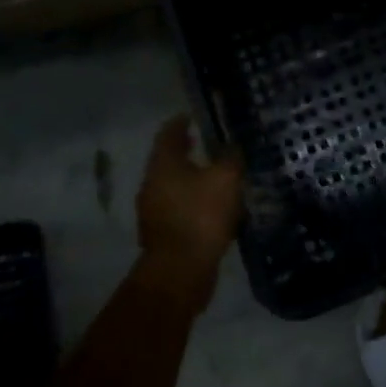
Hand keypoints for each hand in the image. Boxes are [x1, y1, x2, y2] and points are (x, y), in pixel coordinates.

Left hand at [131, 114, 244, 311]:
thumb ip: (231, 158)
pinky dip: (193, 201)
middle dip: (185, 151)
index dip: (181, 123)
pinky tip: (212, 207)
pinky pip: (179, 208)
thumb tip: (232, 146)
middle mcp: (152, 184)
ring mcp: (154, 211)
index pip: (168, 134)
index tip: (192, 116)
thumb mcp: (226, 179)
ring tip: (215, 176)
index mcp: (163, 165)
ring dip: (190, 178)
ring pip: (173, 185)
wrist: (180, 270)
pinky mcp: (163, 233)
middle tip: (205, 144)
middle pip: (168, 160)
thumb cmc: (201, 215)